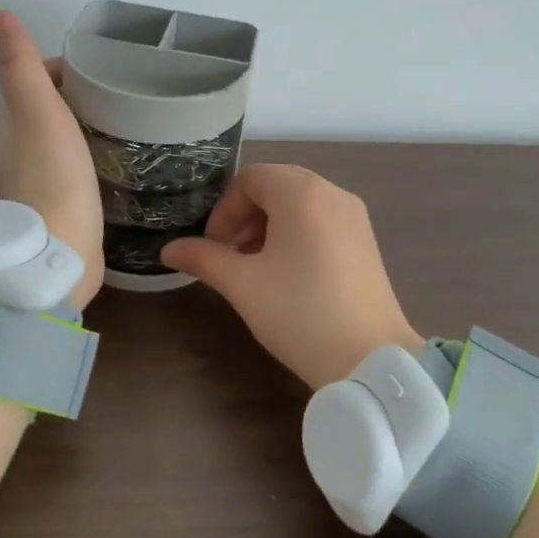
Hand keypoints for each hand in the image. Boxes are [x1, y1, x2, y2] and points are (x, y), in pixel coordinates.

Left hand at [0, 11, 103, 308]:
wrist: (60, 252)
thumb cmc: (53, 177)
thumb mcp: (37, 111)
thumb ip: (20, 65)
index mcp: (10, 123)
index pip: (31, 78)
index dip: (61, 67)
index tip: (99, 68)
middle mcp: (18, 147)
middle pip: (45, 106)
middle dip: (76, 93)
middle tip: (119, 91)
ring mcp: (38, 177)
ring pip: (60, 136)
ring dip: (84, 122)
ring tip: (122, 118)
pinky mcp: (60, 202)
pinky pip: (74, 164)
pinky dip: (90, 151)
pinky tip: (113, 156)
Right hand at [161, 164, 419, 387]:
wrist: (370, 359)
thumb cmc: (299, 313)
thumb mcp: (243, 285)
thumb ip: (204, 258)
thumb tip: (168, 249)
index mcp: (302, 193)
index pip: (250, 178)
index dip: (224, 209)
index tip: (213, 247)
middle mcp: (332, 193)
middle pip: (276, 185)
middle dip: (245, 215)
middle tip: (229, 254)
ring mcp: (354, 216)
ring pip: (299, 203)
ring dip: (268, 225)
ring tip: (254, 267)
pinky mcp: (365, 241)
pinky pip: (321, 220)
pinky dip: (296, 234)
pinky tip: (286, 274)